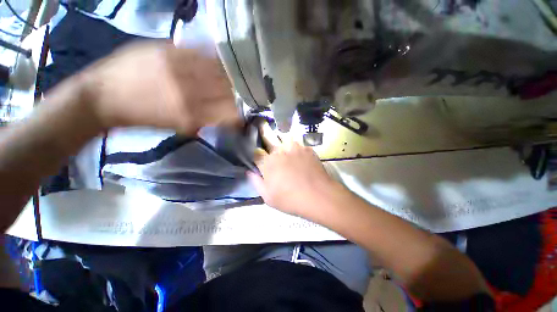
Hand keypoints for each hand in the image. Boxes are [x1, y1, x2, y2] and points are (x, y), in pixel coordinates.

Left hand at [80, 41, 239, 133]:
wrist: (102, 96)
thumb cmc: (141, 117)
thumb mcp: (175, 126)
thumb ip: (202, 121)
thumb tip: (222, 117)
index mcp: (191, 113)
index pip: (228, 112)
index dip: (240, 112)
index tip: (245, 113)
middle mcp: (188, 91)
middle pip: (226, 90)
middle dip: (240, 93)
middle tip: (246, 93)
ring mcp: (178, 68)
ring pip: (217, 70)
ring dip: (231, 74)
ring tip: (238, 76)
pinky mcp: (167, 50)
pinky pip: (200, 50)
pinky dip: (214, 54)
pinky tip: (222, 57)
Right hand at [248, 128, 339, 217]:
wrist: (318, 196)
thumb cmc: (290, 199)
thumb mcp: (268, 197)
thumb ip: (256, 182)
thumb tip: (249, 171)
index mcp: (268, 163)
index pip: (255, 152)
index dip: (254, 151)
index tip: (254, 150)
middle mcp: (280, 150)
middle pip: (268, 135)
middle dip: (262, 129)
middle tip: (261, 123)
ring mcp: (295, 147)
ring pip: (284, 136)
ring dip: (281, 137)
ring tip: (282, 140)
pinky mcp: (307, 148)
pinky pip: (298, 144)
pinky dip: (296, 147)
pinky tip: (298, 154)